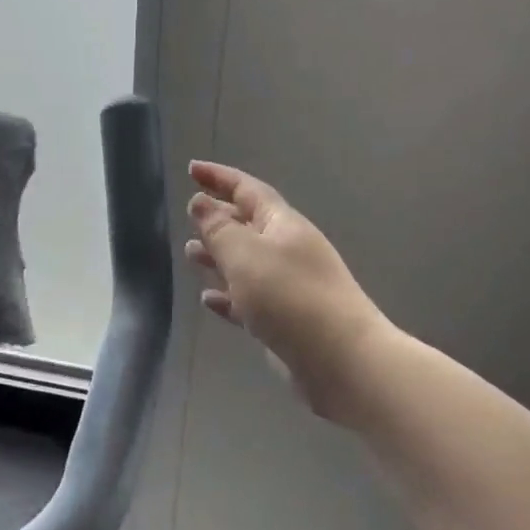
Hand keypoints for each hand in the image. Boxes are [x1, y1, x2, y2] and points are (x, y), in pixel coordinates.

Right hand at [186, 161, 391, 425]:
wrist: (341, 361)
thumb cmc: (289, 297)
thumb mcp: (245, 255)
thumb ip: (218, 229)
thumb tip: (201, 203)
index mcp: (282, 225)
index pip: (247, 190)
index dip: (219, 177)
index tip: (192, 169)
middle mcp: (288, 250)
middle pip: (248, 225)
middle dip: (218, 219)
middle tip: (188, 217)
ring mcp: (288, 287)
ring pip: (246, 264)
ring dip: (218, 257)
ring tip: (190, 255)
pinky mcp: (285, 321)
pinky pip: (249, 300)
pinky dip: (228, 295)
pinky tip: (209, 299)